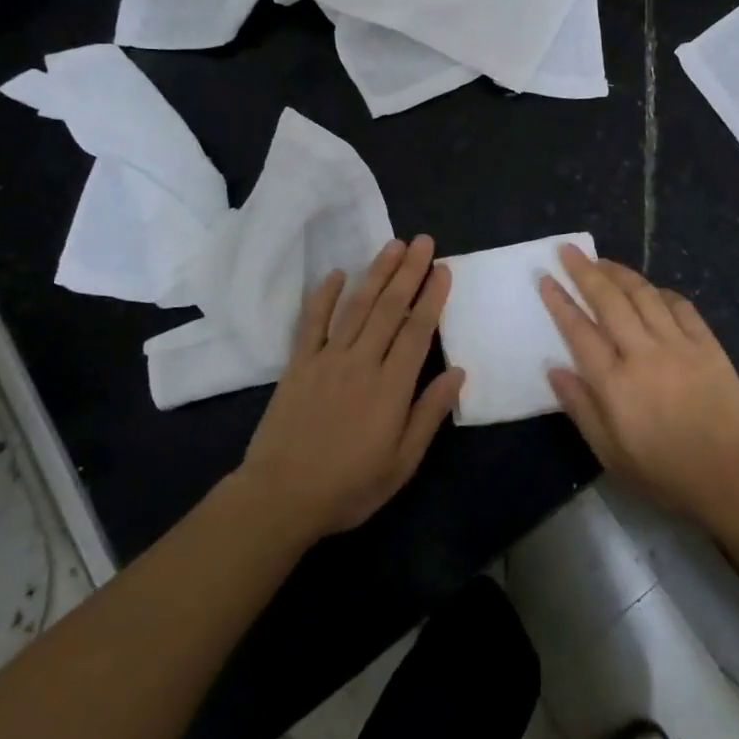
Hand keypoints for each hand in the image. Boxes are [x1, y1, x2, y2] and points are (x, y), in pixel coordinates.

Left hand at [239, 236, 463, 542]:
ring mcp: (327, 359)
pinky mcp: (298, 364)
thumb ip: (429, 413)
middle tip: (423, 241)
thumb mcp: (402, 462)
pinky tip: (337, 273)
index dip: (432, 296)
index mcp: (391, 387)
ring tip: (393, 245)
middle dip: (409, 271)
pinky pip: (312, 322)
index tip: (443, 268)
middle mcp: (361, 363)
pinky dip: (324, 296)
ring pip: (356, 306)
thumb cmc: (349, 487)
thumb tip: (458, 372)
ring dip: (376, 273)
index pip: (417, 331)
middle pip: (389, 308)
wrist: (280, 497)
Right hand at [539, 245, 738, 526]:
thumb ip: (581, 409)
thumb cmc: (667, 473)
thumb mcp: (611, 454)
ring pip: (643, 294)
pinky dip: (661, 292)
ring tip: (602, 260)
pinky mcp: (707, 343)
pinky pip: (680, 305)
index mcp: (614, 383)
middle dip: (585, 271)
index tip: (545, 277)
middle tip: (568, 250)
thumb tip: (555, 369)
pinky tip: (651, 290)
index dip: (559, 301)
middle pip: (609, 300)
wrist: (736, 476)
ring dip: (619, 272)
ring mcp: (678, 344)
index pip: (579, 330)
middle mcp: (642, 353)